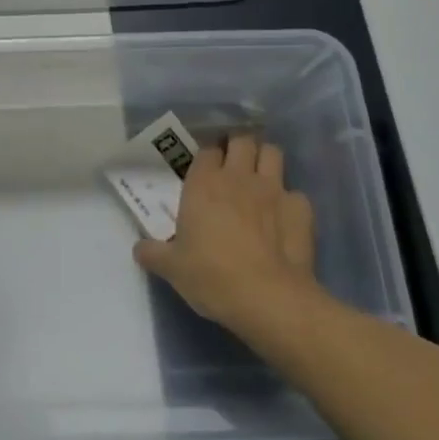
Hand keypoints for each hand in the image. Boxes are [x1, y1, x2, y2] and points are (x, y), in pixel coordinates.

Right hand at [132, 134, 319, 337]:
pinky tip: (284, 219)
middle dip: (238, 146)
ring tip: (260, 178)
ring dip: (265, 160)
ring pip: (272, 152)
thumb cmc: (212, 276)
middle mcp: (238, 176)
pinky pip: (296, 193)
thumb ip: (153, 253)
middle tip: (234, 164)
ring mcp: (273, 189)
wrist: (268, 299)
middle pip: (241, 140)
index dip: (208, 155)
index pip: (207, 149)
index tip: (206, 167)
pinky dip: (290, 201)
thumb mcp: (172, 269)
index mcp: (204, 183)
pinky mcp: (301, 209)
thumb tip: (138, 248)